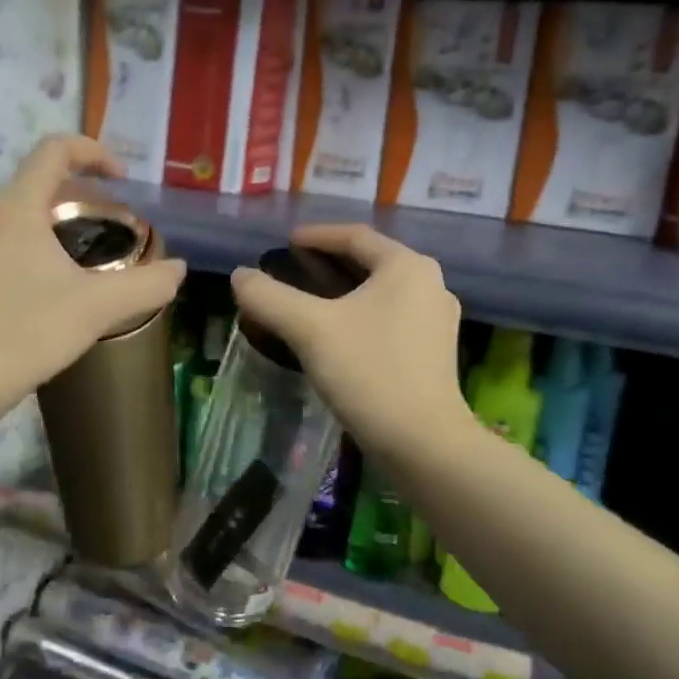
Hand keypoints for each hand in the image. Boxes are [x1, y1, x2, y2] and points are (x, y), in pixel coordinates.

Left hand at [0, 136, 185, 440]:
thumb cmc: (24, 334)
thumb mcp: (96, 308)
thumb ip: (146, 284)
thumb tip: (178, 269)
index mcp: (15, 207)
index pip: (55, 150)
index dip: (94, 152)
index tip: (123, 180)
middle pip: (38, 181)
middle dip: (82, 194)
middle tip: (114, 226)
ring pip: (19, 212)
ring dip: (57, 221)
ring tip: (87, 256)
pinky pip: (3, 239)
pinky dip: (34, 243)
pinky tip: (52, 285)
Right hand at [230, 225, 473, 463]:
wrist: (424, 443)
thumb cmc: (369, 373)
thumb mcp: (310, 330)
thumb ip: (270, 297)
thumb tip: (240, 275)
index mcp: (406, 266)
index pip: (355, 236)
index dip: (317, 235)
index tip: (286, 242)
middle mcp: (430, 284)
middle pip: (372, 262)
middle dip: (331, 262)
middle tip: (295, 270)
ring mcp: (437, 320)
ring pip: (382, 292)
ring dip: (347, 291)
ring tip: (312, 302)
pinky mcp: (435, 351)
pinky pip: (391, 318)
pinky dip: (362, 315)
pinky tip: (340, 335)